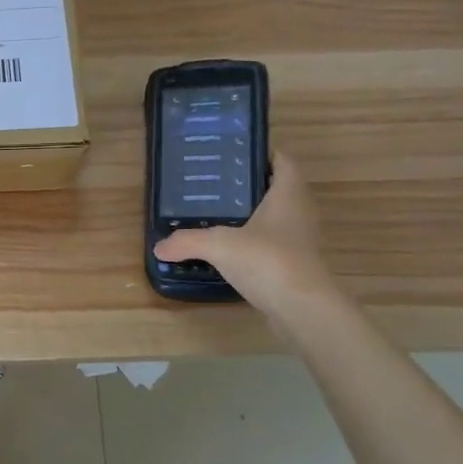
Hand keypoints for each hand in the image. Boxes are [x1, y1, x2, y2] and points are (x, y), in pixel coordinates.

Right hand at [153, 152, 335, 311]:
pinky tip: (230, 250)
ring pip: (277, 217)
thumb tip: (159, 246)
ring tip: (217, 215)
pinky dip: (254, 242)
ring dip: (253, 215)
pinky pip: (273, 243)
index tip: (235, 154)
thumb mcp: (219, 245)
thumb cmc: (268, 261)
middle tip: (217, 185)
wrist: (303, 309)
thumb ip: (187, 241)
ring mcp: (301, 240)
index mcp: (288, 194)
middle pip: (279, 188)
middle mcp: (299, 212)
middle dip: (251, 185)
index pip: (283, 162)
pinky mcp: (296, 265)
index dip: (264, 153)